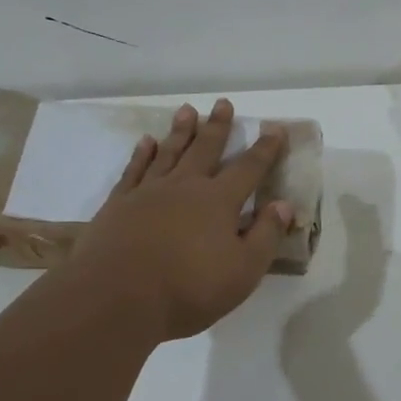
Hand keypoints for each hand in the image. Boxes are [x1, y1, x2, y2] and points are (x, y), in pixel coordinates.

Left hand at [67, 100, 293, 341]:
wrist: (116, 298)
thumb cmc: (188, 289)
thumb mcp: (243, 271)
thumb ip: (266, 235)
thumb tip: (284, 204)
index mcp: (218, 201)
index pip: (249, 168)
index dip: (265, 149)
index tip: (275, 128)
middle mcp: (185, 186)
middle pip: (205, 149)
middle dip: (218, 126)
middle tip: (223, 103)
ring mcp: (148, 192)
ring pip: (169, 152)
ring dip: (180, 131)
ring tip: (187, 110)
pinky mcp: (119, 204)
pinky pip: (134, 170)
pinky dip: (142, 154)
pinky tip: (146, 142)